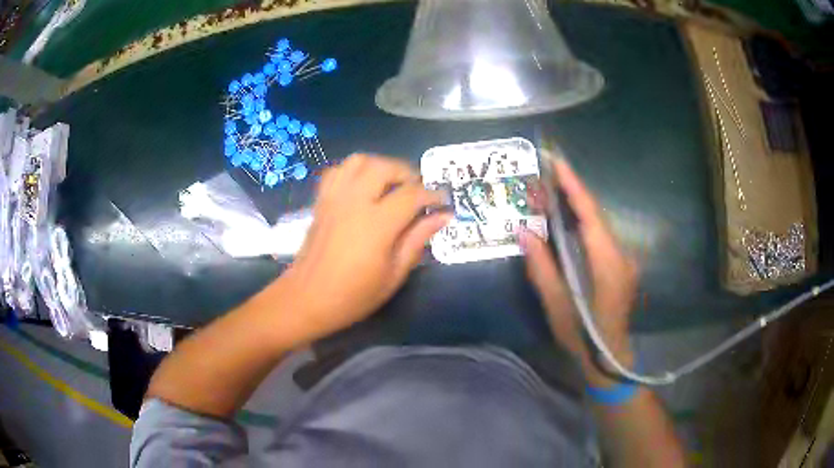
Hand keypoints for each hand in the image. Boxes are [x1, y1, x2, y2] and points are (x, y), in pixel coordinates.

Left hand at [280, 154, 450, 342]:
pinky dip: (355, 171)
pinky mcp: (321, 201)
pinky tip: (363, 187)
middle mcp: (354, 202)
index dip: (432, 194)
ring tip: (391, 184)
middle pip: (384, 167)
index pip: (412, 194)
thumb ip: (417, 240)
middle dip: (407, 173)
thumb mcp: (393, 275)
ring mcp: (334, 198)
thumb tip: (443, 217)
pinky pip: (338, 171)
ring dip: (381, 166)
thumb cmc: (353, 295)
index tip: (443, 202)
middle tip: (417, 191)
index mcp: (376, 224)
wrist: (307, 299)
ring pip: (359, 161)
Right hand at [520, 157, 637, 381]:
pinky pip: (601, 236)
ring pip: (600, 224)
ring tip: (551, 191)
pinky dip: (583, 223)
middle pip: (597, 214)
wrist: (609, 359)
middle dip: (572, 191)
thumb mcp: (557, 305)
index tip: (557, 161)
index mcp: (607, 263)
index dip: (574, 185)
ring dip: (577, 206)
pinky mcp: (621, 265)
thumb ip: (541, 267)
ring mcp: (625, 259)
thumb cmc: (583, 336)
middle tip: (545, 173)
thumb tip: (523, 231)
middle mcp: (621, 254)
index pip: (590, 214)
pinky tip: (566, 220)